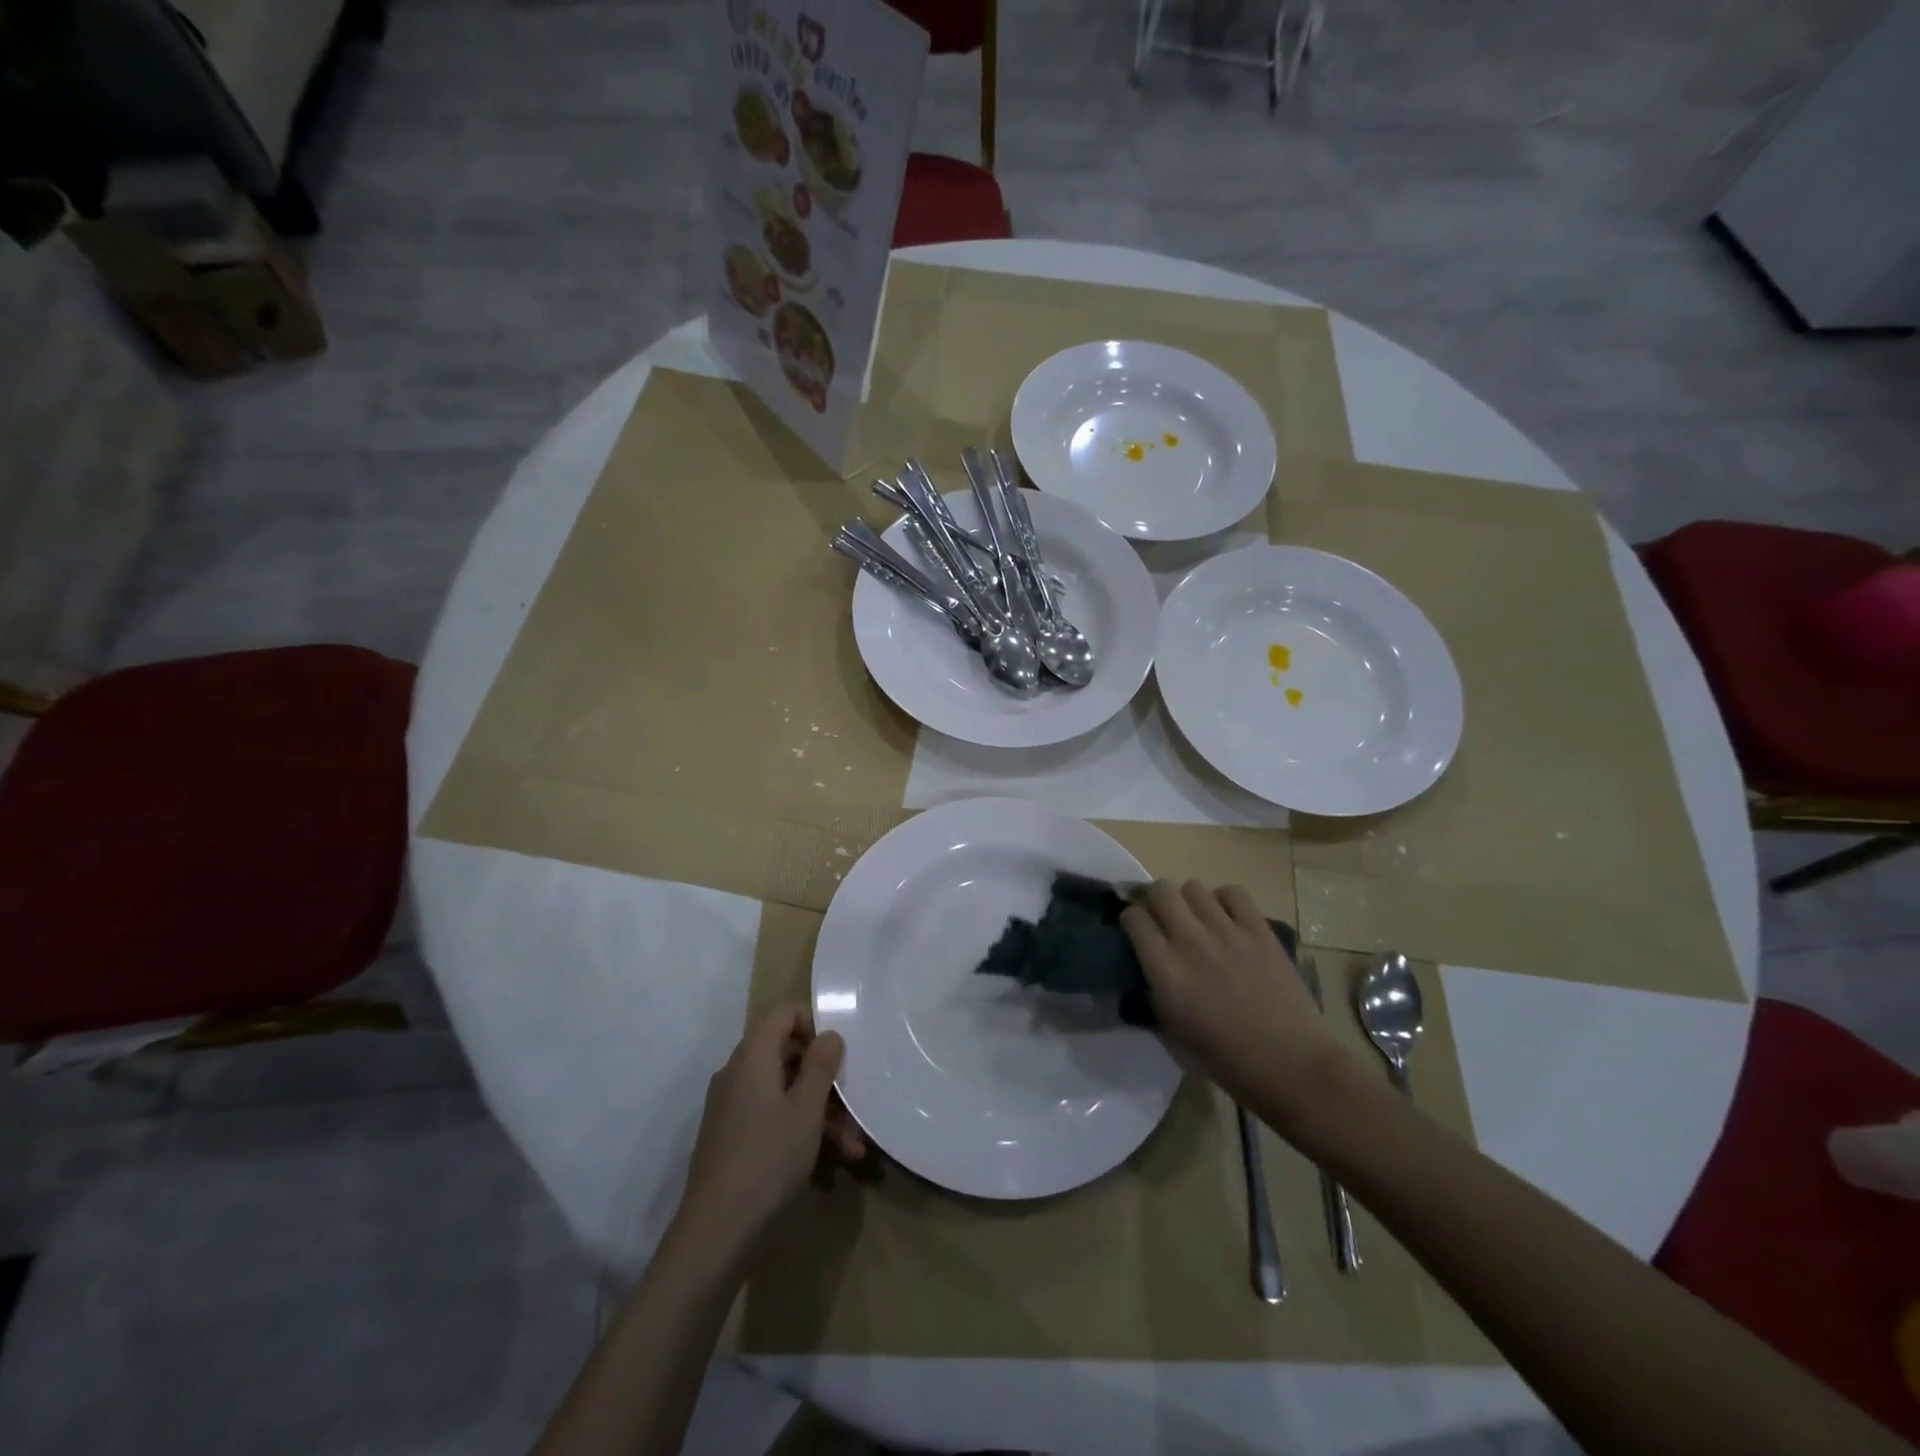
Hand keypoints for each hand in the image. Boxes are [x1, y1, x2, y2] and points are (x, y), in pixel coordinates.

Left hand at [674, 1005, 865, 1272]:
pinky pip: (772, 1120)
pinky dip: (800, 1133)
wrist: (715, 1236)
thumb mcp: (806, 1109)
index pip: (784, 1013)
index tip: (837, 1057)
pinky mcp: (731, 1140)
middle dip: (826, 1082)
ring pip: (785, 1094)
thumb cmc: (768, 1160)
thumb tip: (829, 1034)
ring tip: (853, 1150)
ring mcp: (731, 1109)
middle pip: (788, 1056)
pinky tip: (829, 1167)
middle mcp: (737, 1074)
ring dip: (821, 1115)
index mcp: (752, 1057)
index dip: (814, 1025)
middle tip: (854, 1110)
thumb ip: (821, 1065)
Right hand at [1121, 881, 1348, 1126]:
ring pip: (1194, 887)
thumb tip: (1146, 972)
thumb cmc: (1228, 1062)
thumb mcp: (1172, 1036)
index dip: (1131, 920)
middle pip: (1161, 891)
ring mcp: (1228, 933)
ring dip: (1189, 901)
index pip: (1134, 918)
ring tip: (1197, 920)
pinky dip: (1225, 900)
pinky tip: (1228, 920)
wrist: (1292, 1066)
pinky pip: (1233, 893)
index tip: (1137, 931)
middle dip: (1155, 901)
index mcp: (1167, 973)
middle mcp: (1191, 943)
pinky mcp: (1260, 931)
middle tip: (1163, 920)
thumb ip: (1152, 996)